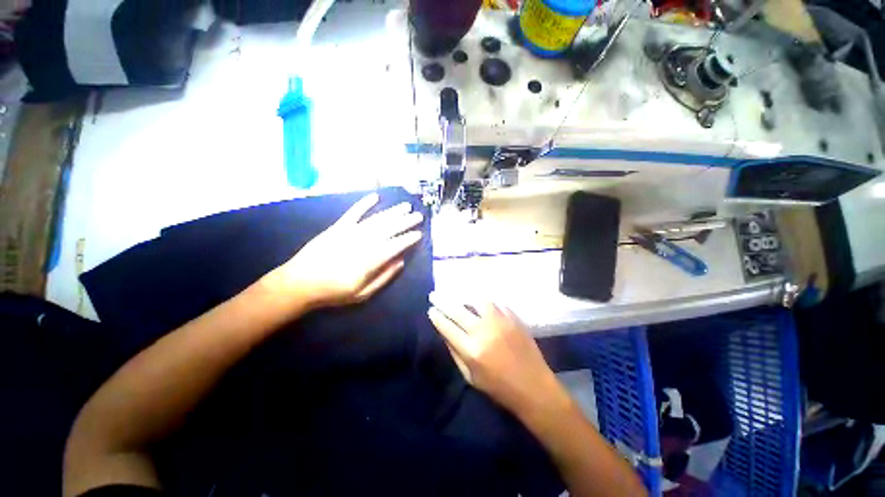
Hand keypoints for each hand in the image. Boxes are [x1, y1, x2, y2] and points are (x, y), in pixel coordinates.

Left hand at [266, 193, 423, 311]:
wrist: (300, 283)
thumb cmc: (334, 292)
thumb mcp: (363, 294)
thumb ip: (384, 277)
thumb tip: (400, 261)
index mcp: (370, 260)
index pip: (395, 245)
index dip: (408, 239)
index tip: (419, 234)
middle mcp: (363, 242)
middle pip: (389, 229)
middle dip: (405, 221)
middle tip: (418, 216)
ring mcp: (350, 232)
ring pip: (376, 219)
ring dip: (392, 212)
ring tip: (406, 206)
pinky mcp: (338, 227)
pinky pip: (353, 212)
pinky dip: (364, 204)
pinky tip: (375, 196)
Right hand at [427, 293, 568, 417]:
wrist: (534, 388)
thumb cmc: (499, 388)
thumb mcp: (471, 377)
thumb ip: (455, 353)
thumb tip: (445, 332)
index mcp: (472, 350)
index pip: (447, 327)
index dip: (437, 317)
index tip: (431, 310)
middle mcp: (484, 332)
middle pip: (458, 310)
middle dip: (443, 301)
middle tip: (434, 295)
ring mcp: (501, 322)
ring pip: (479, 301)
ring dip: (466, 298)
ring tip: (460, 297)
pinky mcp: (514, 318)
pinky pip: (497, 304)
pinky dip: (487, 303)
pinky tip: (482, 304)